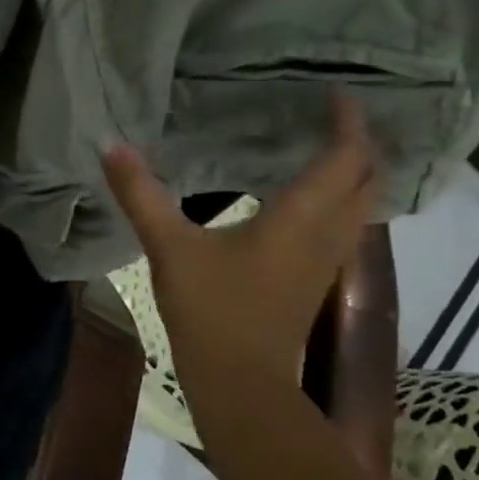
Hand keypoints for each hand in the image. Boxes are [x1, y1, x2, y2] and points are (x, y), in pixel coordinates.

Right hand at [102, 94, 377, 392]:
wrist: (241, 387)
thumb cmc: (211, 312)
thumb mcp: (170, 248)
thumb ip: (141, 194)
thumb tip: (111, 143)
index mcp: (299, 217)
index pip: (344, 158)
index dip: (349, 122)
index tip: (337, 92)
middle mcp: (326, 234)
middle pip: (368, 180)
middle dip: (363, 144)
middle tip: (340, 116)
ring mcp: (327, 262)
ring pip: (364, 207)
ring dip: (359, 174)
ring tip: (333, 147)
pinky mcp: (317, 282)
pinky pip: (348, 228)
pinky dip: (345, 202)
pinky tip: (314, 200)